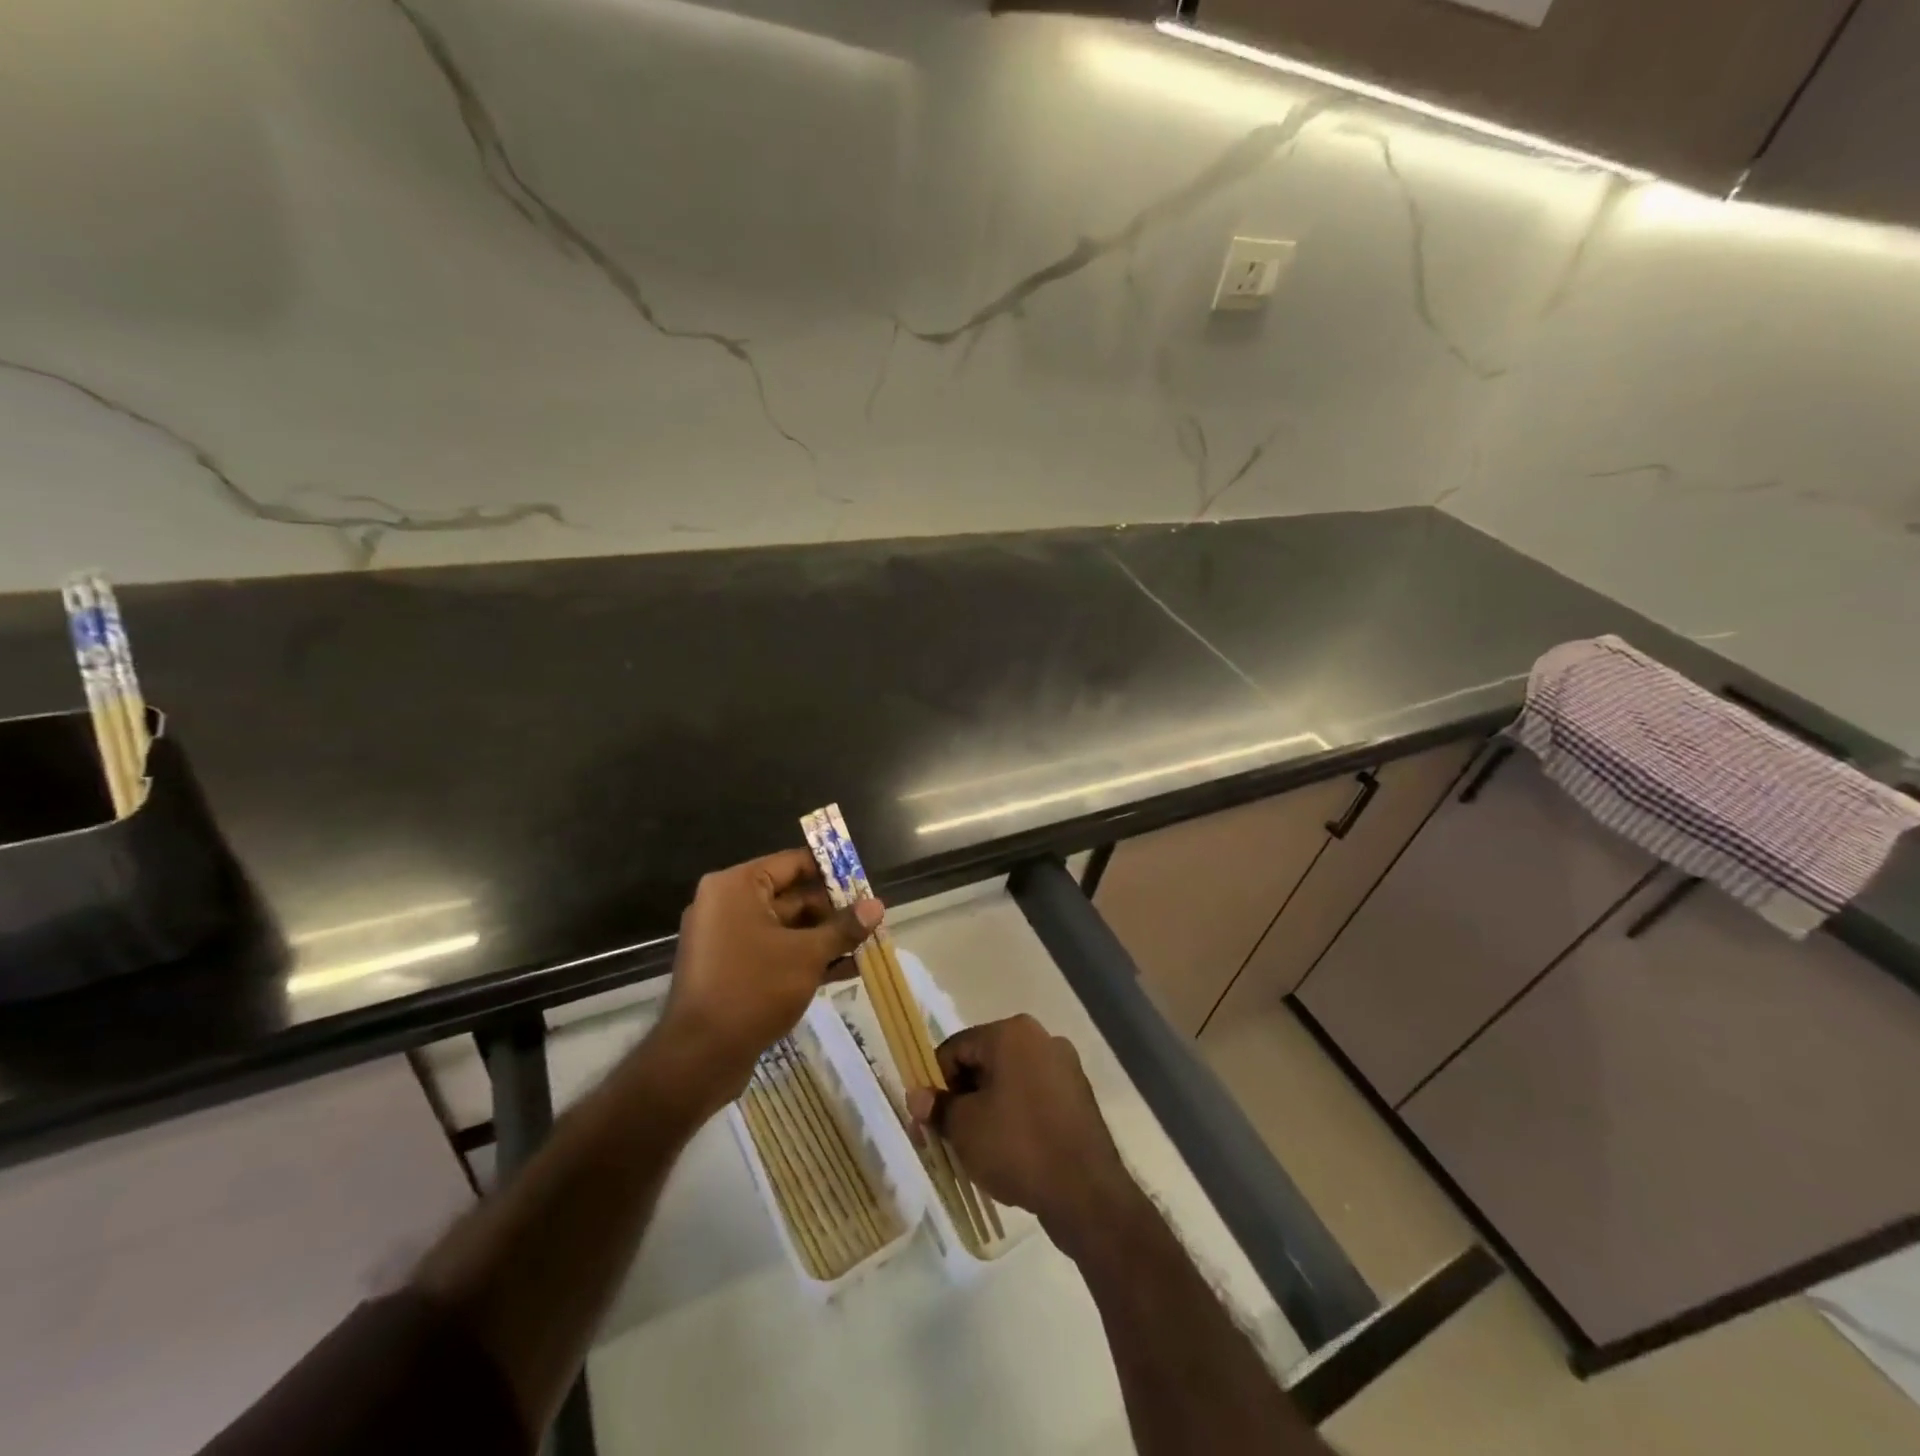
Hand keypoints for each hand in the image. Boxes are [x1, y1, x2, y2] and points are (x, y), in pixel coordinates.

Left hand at [653, 848, 881, 1117]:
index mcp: (737, 886)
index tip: (865, 883)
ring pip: (787, 929)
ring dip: (825, 938)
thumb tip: (877, 905)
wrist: (699, 1057)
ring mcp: (727, 939)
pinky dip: (805, 958)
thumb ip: (843, 928)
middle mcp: (727, 905)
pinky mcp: (731, 970)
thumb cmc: (753, 988)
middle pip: (792, 897)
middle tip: (873, 921)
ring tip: (868, 947)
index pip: (793, 863)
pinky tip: (846, 971)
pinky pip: (774, 952)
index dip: (832, 872)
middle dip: (834, 912)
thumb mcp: (807, 955)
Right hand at [907, 1015, 1140, 1249]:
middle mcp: (1041, 1038)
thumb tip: (917, 1096)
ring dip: (987, 1109)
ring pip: (1009, 1083)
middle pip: (984, 1063)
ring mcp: (1065, 1067)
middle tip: (946, 1138)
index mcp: (1012, 1032)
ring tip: (976, 1150)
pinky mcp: (1078, 1098)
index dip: (934, 1083)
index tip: (927, 1121)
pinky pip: (1033, 1100)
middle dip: (961, 1098)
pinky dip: (1015, 1119)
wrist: (1086, 1192)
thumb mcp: (964, 1127)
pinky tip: (1008, 1153)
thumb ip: (937, 1106)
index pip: (956, 1048)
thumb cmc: (1017, 1146)